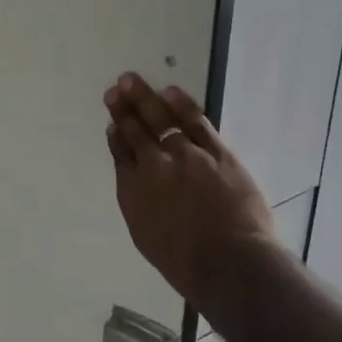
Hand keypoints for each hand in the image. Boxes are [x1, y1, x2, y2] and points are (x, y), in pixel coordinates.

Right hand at [104, 73, 273, 306]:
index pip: (121, 154)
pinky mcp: (217, 151)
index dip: (116, 135)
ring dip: (144, 98)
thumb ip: (136, 200)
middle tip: (115, 88)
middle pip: (135, 130)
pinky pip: (195, 120)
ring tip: (131, 80)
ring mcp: (186, 155)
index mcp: (134, 189)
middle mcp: (154, 166)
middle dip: (123, 108)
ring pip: (161, 119)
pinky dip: (181, 104)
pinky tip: (169, 91)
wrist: (229, 261)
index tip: (112, 122)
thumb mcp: (144, 235)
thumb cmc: (185, 261)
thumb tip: (132, 174)